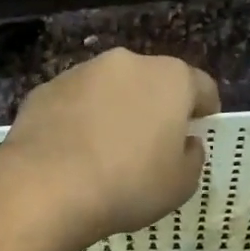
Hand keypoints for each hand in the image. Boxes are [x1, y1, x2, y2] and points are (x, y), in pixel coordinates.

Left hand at [3, 49, 219, 242]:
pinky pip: (73, 104)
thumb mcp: (180, 185)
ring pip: (108, 90)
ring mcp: (81, 73)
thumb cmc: (128, 185)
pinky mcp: (44, 90)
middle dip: (155, 107)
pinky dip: (78, 121)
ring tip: (106, 150)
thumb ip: (192, 157)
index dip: (205, 109)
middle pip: (151, 82)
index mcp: (170, 78)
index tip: (200, 128)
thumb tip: (186, 143)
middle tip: (150, 144)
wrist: (46, 187)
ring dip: (114, 111)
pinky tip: (72, 153)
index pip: (201, 87)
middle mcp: (127, 63)